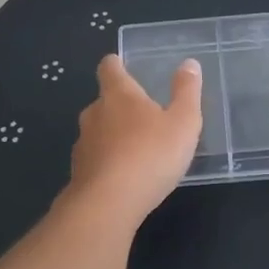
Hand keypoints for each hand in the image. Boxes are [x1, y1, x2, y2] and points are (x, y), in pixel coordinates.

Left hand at [65, 54, 202, 223]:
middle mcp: (95, 113)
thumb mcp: (183, 122)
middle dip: (120, 104)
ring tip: (136, 148)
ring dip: (114, 135)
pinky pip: (95, 158)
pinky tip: (124, 176)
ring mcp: (83, 143)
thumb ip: (187, 92)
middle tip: (143, 114)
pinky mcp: (79, 172)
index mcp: (119, 94)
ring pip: (98, 131)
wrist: (108, 204)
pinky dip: (107, 161)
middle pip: (104, 100)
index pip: (109, 68)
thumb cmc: (150, 155)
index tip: (122, 64)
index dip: (115, 64)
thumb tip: (189, 63)